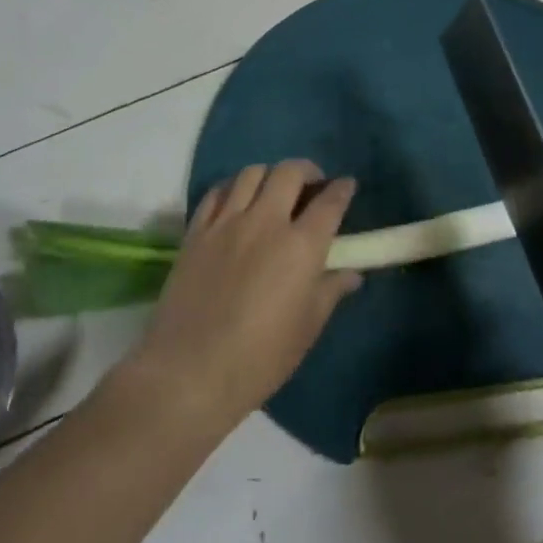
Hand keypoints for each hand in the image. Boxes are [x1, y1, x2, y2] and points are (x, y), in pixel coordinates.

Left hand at [126, 160, 360, 435]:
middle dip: (307, 170)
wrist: (190, 372)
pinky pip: (217, 192)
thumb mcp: (307, 328)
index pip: (330, 202)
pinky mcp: (197, 231)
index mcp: (301, 246)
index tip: (346, 185)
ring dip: (270, 175)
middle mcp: (266, 221)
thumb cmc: (260, 358)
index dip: (342, 189)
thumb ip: (331, 291)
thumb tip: (351, 273)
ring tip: (273, 190)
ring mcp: (227, 222)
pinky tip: (237, 201)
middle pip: (290, 172)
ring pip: (252, 173)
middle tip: (312, 184)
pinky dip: (233, 187)